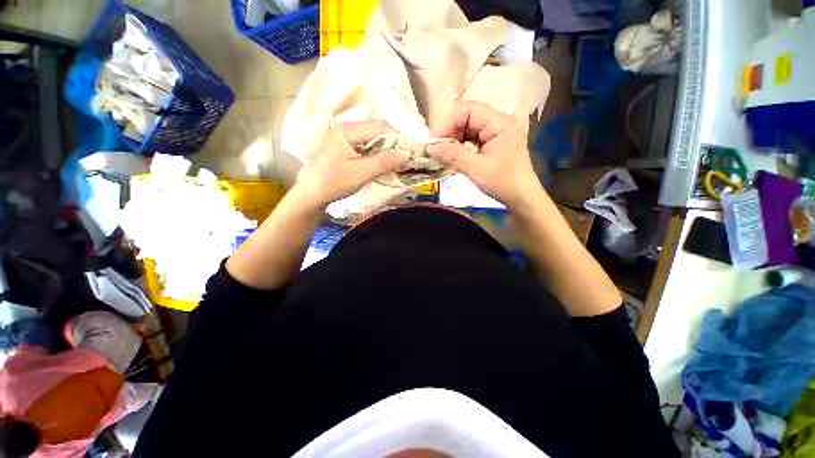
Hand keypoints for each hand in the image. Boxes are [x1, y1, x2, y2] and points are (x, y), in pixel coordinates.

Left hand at [296, 120, 410, 206]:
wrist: (313, 193)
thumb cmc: (334, 182)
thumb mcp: (361, 173)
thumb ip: (384, 162)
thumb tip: (407, 154)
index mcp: (348, 130)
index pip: (379, 126)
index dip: (397, 138)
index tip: (409, 153)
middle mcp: (347, 127)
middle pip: (377, 129)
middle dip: (393, 143)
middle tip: (404, 159)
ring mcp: (347, 136)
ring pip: (374, 137)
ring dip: (387, 148)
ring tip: (397, 161)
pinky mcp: (347, 145)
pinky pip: (368, 144)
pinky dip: (379, 152)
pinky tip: (384, 162)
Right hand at [428, 101, 542, 207]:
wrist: (522, 197)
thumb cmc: (503, 183)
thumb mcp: (476, 169)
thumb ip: (453, 155)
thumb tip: (430, 148)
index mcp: (501, 122)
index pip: (468, 109)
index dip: (449, 123)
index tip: (437, 142)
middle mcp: (500, 121)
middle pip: (468, 116)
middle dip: (451, 132)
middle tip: (439, 150)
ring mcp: (498, 131)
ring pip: (469, 127)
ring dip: (455, 139)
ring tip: (445, 154)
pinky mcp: (495, 141)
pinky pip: (474, 137)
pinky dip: (462, 145)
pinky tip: (456, 155)